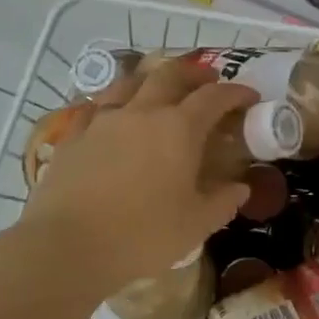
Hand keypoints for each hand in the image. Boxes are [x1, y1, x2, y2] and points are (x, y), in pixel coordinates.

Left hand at [20, 56, 257, 291]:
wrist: (68, 245)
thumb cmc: (142, 235)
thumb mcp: (196, 225)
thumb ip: (223, 202)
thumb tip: (240, 188)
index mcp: (179, 129)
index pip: (214, 97)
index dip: (236, 92)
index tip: (249, 97)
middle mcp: (142, 112)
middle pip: (171, 74)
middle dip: (194, 72)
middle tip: (207, 81)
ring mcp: (104, 120)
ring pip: (130, 81)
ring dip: (152, 78)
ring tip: (159, 88)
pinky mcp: (74, 135)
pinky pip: (97, 107)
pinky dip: (113, 104)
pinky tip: (113, 115)